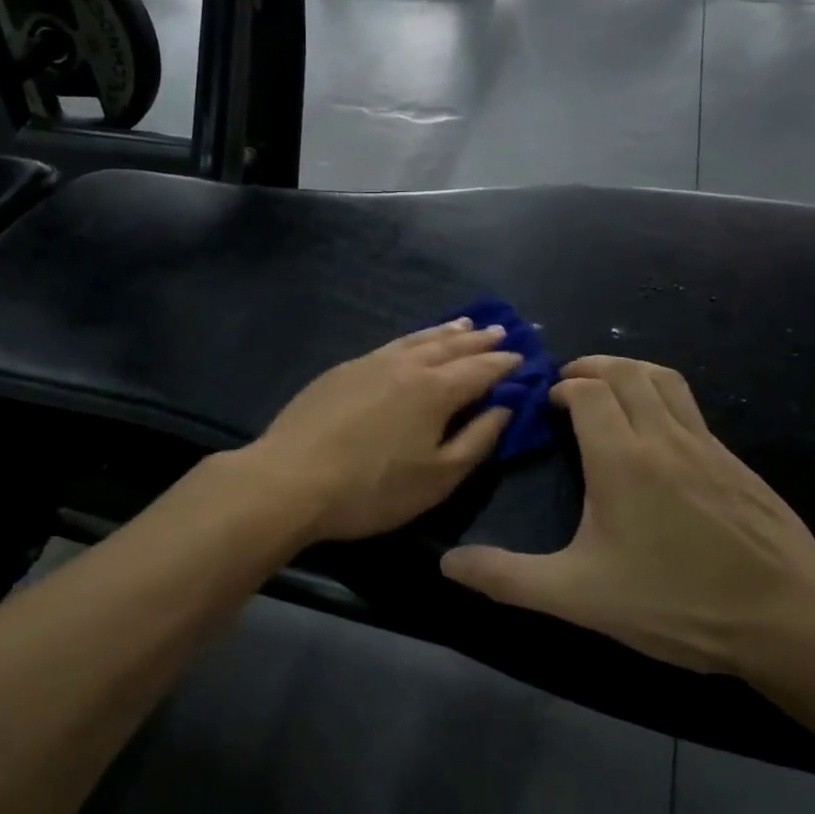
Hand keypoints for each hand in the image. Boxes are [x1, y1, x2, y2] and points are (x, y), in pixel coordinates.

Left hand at [241, 319, 520, 543]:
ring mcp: (370, 362)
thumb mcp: (438, 477)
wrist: (290, 479)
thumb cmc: (372, 488)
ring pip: (418, 339)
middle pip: (451, 346)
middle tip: (502, 331)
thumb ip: (477, 439)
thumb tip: (504, 406)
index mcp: (435, 389)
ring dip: (446, 332)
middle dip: (480, 340)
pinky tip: (412, 343)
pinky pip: (391, 345)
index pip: (481, 369)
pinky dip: (413, 339)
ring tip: (465, 325)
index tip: (524, 357)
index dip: (505, 364)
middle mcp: (406, 365)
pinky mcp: (343, 369)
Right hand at [439, 356, 814, 678]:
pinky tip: (658, 438)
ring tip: (609, 391)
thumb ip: (509, 577)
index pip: (588, 391)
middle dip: (591, 367)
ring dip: (630, 372)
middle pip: (626, 371)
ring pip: (664, 380)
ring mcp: (707, 446)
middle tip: (568, 386)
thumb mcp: (580, 596)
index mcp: (622, 458)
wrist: (791, 622)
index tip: (546, 405)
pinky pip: (691, 408)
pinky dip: (662, 398)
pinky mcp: (737, 463)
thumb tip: (448, 564)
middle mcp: (664, 437)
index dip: (563, 388)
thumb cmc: (676, 603)